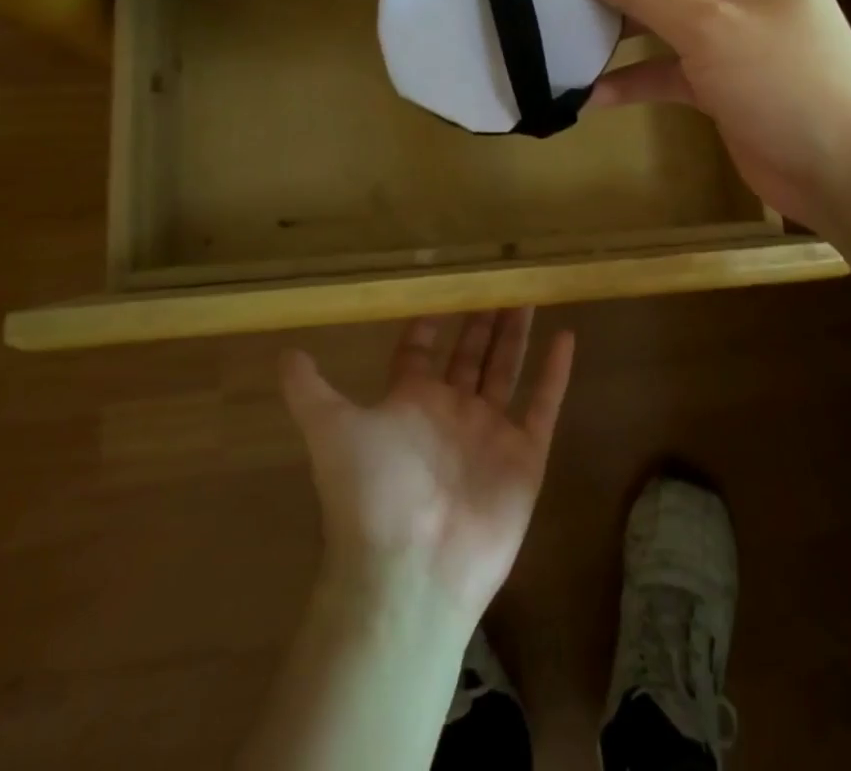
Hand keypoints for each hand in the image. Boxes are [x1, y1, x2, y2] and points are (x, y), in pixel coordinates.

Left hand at [280, 311, 575, 624]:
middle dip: (481, 319)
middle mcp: (451, 411)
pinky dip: (556, 372)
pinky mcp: (525, 454)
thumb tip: (283, 354)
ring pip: (507, 368)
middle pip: (470, 354)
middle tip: (497, 278)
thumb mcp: (332, 430)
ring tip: (528, 293)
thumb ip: (310, 391)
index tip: (443, 286)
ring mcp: (490, 432)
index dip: (428, 323)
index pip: (420, 352)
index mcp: (411, 402)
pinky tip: (566, 335)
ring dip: (517, 333)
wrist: (411, 570)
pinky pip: (544, 403)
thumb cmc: (372, 491)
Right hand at [573, 0, 850, 232]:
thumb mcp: (711, 28)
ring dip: (616, 20)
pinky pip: (662, 64)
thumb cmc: (787, 80)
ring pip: (657, 8)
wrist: (844, 171)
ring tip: (563, 31)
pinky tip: (591, 94)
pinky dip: (631, 76)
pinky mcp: (715, 76)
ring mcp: (725, 29)